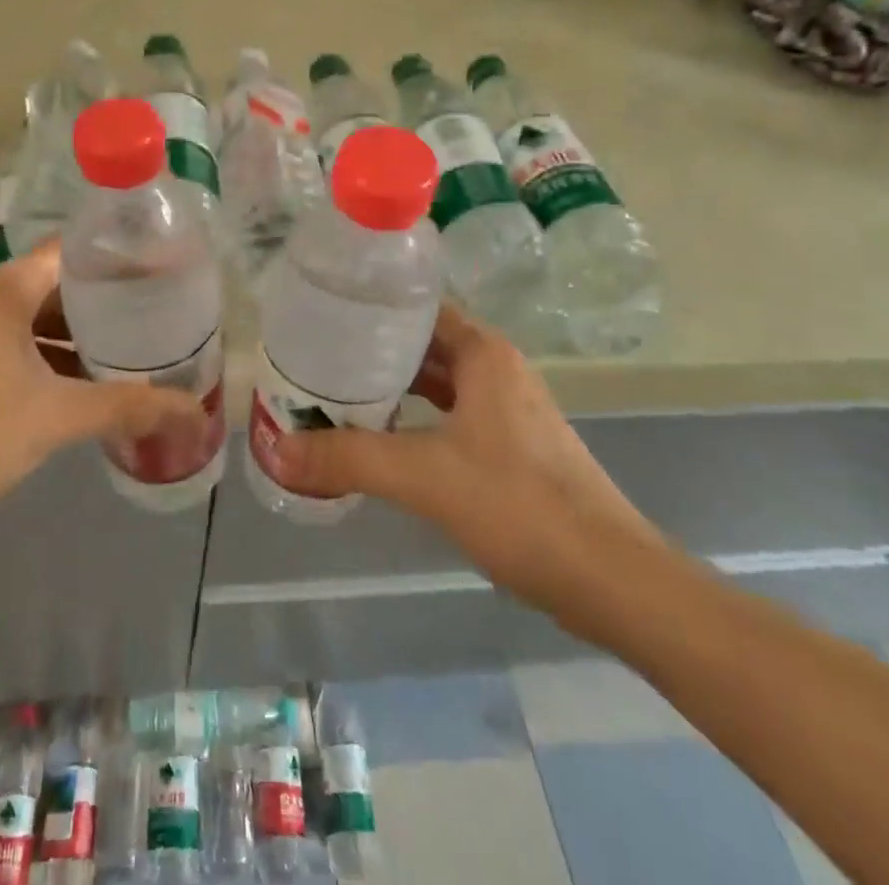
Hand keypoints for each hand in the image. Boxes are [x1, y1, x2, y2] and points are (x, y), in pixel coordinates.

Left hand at [0, 242, 198, 533]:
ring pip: (45, 321)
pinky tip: (94, 387)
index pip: (77, 249)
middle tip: (168, 315)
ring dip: (87, 337)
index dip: (124, 257)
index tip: (171, 270)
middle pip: (64, 285)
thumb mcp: (54, 419)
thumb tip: (197, 413)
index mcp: (7, 289)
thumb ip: (128, 408)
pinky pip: (26, 349)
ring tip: (143, 350)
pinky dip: (60, 361)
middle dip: (113, 302)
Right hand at [271, 304, 665, 625]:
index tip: (322, 315)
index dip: (370, 307)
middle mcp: (497, 371)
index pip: (417, 308)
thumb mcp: (424, 476)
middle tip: (314, 357)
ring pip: (437, 385)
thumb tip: (276, 450)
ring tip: (334, 394)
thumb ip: (348, 459)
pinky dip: (414, 420)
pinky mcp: (511, 450)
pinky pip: (449, 417)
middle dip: (371, 351)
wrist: (612, 581)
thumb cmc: (520, 507)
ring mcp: (507, 412)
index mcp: (483, 354)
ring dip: (392, 388)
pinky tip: (381, 439)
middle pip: (423, 345)